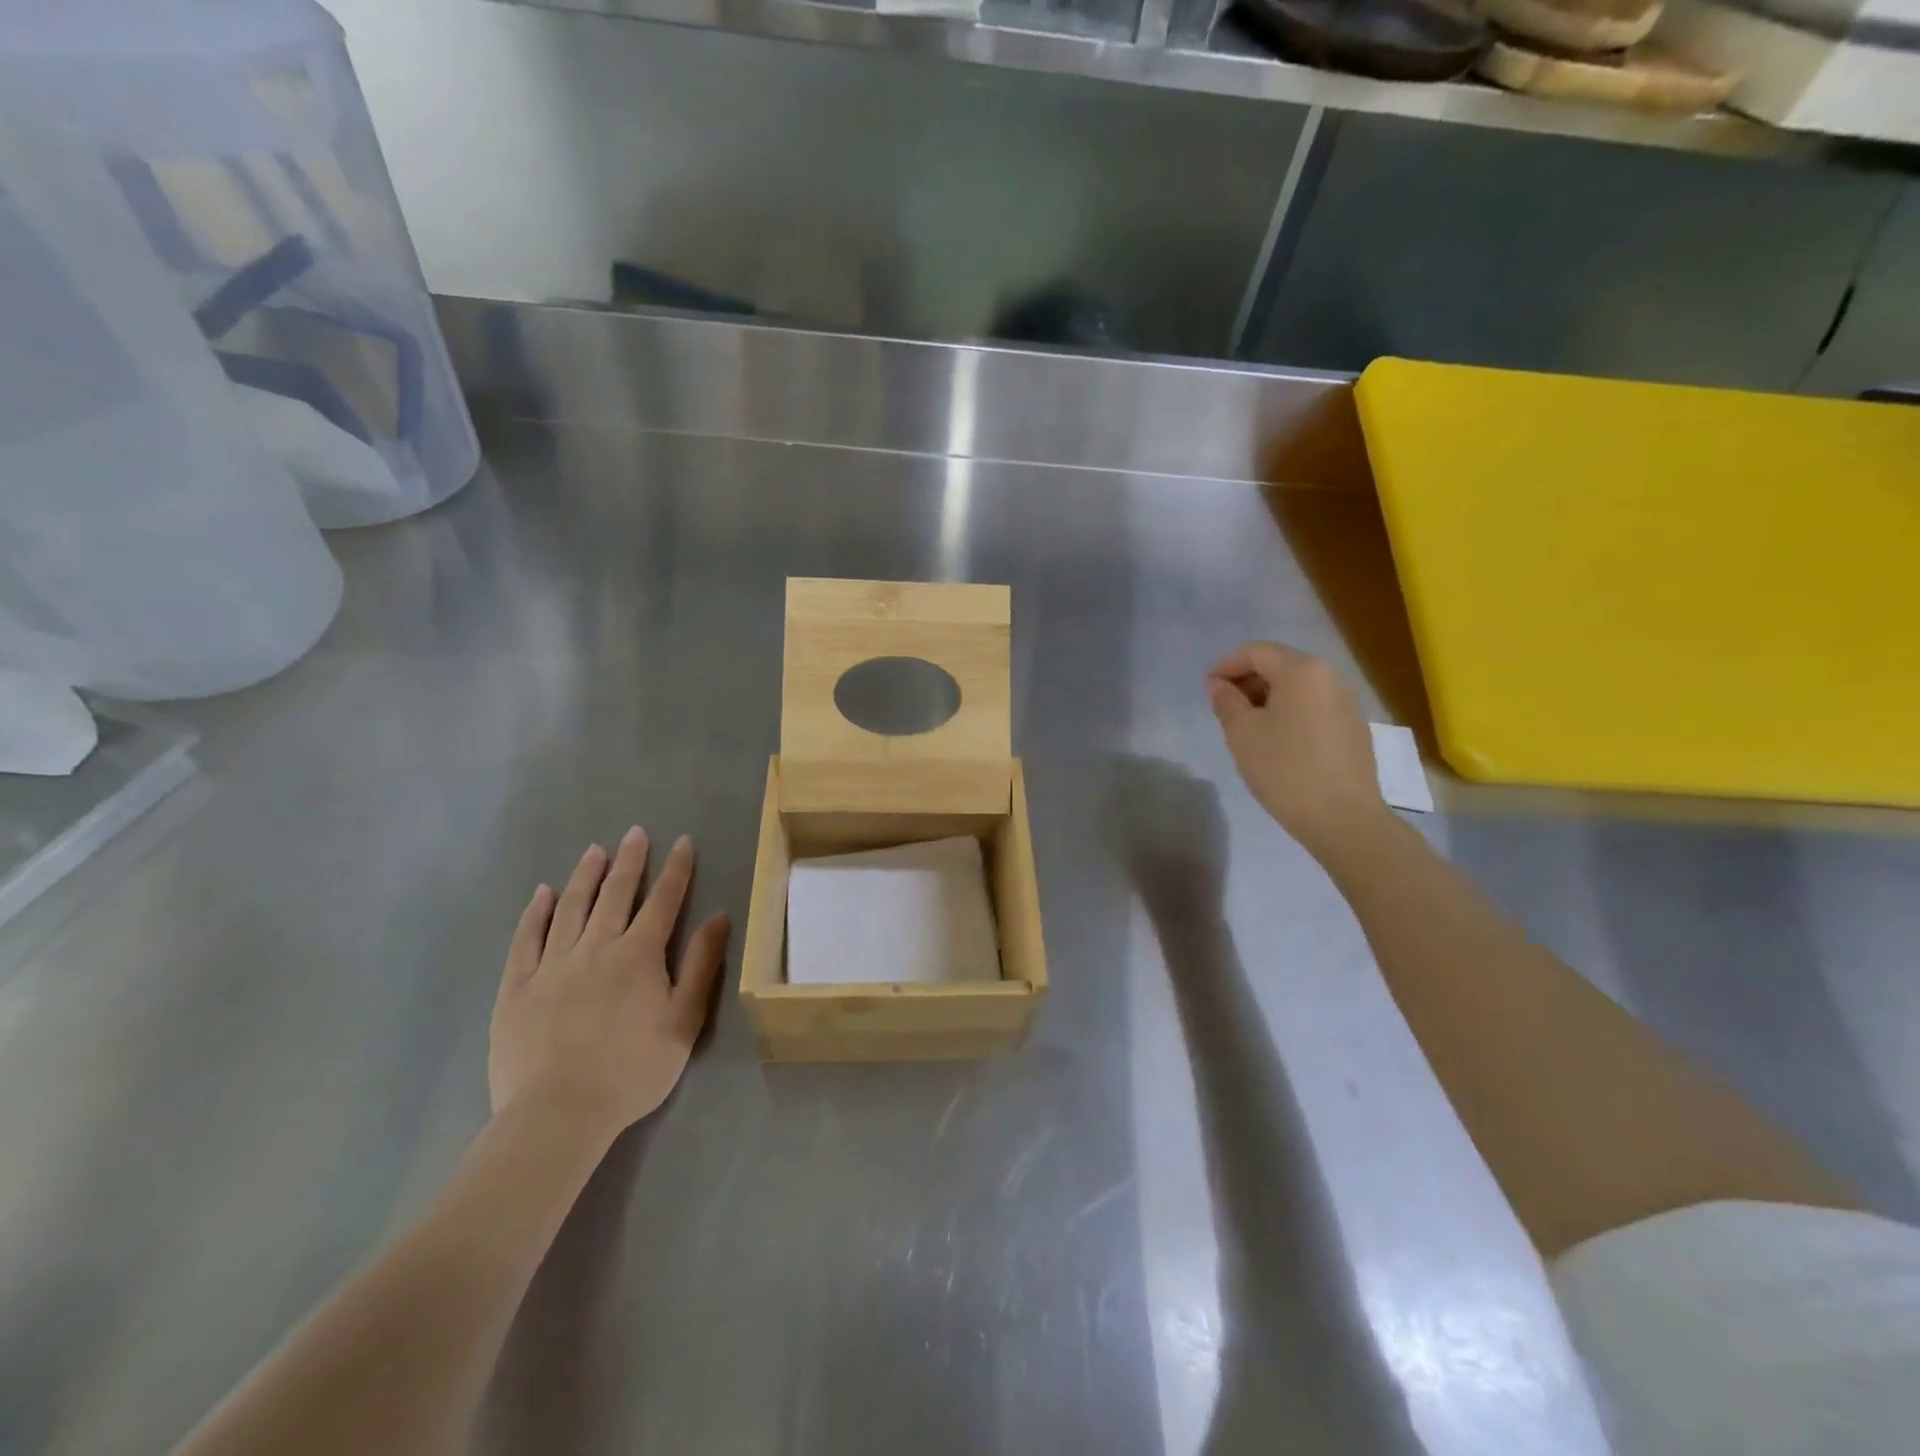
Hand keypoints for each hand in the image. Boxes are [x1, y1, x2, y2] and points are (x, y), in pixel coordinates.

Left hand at [489, 829, 729, 1147]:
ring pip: (571, 908)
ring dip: (585, 876)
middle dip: (629, 861)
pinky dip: (536, 913)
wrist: (558, 1114)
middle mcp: (596, 947)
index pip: (663, 901)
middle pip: (616, 894)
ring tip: (594, 850)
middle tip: (635, 833)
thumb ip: (701, 966)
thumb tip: (719, 917)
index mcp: (639, 955)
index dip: (676, 870)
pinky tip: (542, 894)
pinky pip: (526, 939)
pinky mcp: (517, 987)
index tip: (682, 842)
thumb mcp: (683, 1021)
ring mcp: (552, 965)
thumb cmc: (632, 1070)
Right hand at [1206, 642, 1389, 859]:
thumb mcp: (1242, 734)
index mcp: (1302, 671)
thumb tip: (1218, 684)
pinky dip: (1289, 712)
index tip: (1207, 689)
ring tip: (1246, 727)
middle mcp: (1329, 677)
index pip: (1256, 652)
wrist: (1343, 818)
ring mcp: (1346, 702)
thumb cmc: (1285, 770)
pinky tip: (1276, 742)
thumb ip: (1226, 701)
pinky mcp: (1353, 727)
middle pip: (1279, 665)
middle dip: (1247, 681)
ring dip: (1267, 698)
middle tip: (1223, 709)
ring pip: (1297, 687)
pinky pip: (1313, 706)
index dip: (1226, 665)